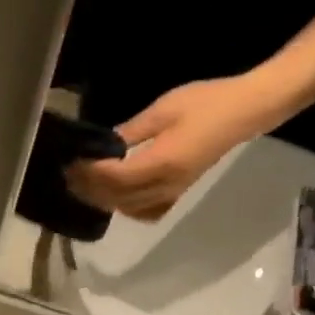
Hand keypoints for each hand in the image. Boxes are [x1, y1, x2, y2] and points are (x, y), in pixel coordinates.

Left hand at [66, 74, 288, 221]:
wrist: (245, 111)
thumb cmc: (206, 102)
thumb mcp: (163, 109)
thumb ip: (130, 132)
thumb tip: (103, 147)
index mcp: (161, 163)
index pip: (114, 177)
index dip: (90, 173)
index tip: (72, 161)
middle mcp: (165, 185)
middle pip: (117, 197)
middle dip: (90, 188)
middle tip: (69, 174)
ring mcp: (173, 192)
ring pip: (128, 207)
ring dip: (103, 199)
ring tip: (84, 184)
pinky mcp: (178, 192)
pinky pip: (146, 211)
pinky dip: (125, 207)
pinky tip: (115, 196)